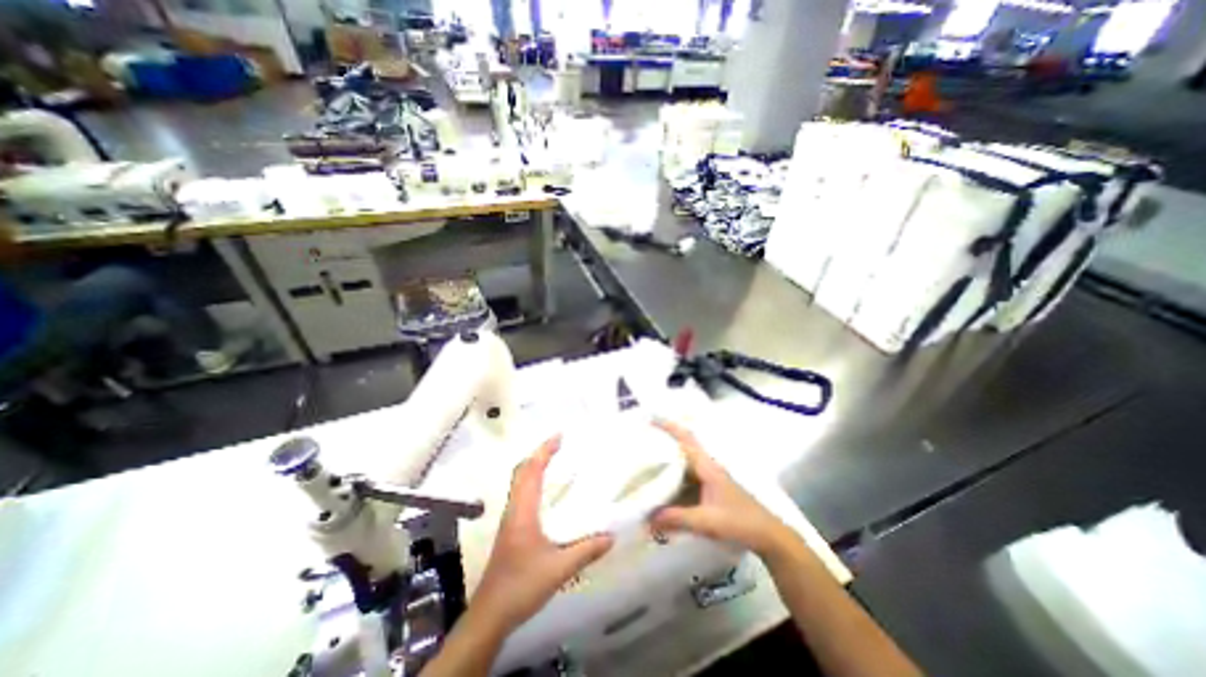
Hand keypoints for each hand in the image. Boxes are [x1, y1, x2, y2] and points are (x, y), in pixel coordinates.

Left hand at [471, 436, 611, 631]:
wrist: (489, 615)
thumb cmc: (521, 586)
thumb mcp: (558, 569)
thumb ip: (586, 551)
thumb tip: (612, 535)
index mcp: (522, 511)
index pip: (531, 471)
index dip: (544, 451)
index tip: (559, 436)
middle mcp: (514, 509)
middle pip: (521, 471)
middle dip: (539, 454)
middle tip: (560, 445)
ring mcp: (510, 518)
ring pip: (520, 482)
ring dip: (536, 466)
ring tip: (557, 460)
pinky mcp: (511, 528)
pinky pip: (522, 494)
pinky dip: (534, 481)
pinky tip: (549, 492)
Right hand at [650, 417, 792, 559]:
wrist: (768, 536)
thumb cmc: (740, 522)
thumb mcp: (707, 521)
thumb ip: (677, 519)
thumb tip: (647, 518)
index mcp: (708, 467)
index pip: (687, 440)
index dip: (670, 428)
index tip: (652, 419)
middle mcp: (708, 468)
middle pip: (683, 448)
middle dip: (664, 442)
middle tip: (642, 442)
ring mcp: (710, 479)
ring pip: (685, 465)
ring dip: (668, 462)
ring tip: (647, 464)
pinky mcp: (711, 491)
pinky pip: (687, 479)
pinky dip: (674, 480)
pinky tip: (663, 490)